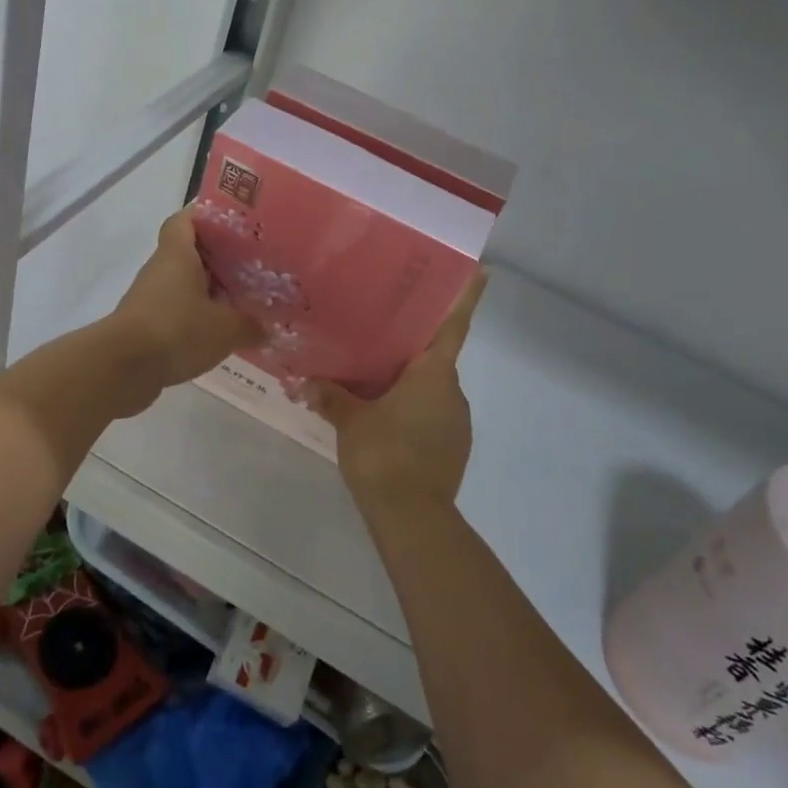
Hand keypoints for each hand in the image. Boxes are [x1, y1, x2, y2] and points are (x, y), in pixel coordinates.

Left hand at [108, 207, 262, 402]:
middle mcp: (161, 269)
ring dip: (209, 291)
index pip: (185, 220)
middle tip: (252, 265)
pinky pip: (177, 311)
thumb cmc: (176, 330)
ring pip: (184, 284)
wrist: (122, 368)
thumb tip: (268, 328)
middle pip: (190, 253)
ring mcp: (150, 298)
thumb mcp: (225, 328)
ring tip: (243, 301)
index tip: (234, 224)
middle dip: (219, 258)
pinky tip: (220, 332)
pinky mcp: (146, 325)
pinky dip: (197, 317)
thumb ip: (250, 325)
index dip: (207, 216)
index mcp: (178, 254)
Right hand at [308, 269, 487, 518]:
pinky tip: (383, 419)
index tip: (481, 270)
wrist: (412, 518)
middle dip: (412, 346)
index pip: (453, 326)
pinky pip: (430, 416)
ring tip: (373, 377)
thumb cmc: (384, 454)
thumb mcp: (350, 421)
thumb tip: (306, 382)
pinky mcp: (452, 448)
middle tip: (382, 330)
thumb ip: (331, 397)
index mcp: (434, 374)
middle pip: (435, 357)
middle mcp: (452, 392)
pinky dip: (411, 410)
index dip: (466, 297)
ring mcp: (456, 422)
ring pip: (431, 389)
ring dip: (408, 382)